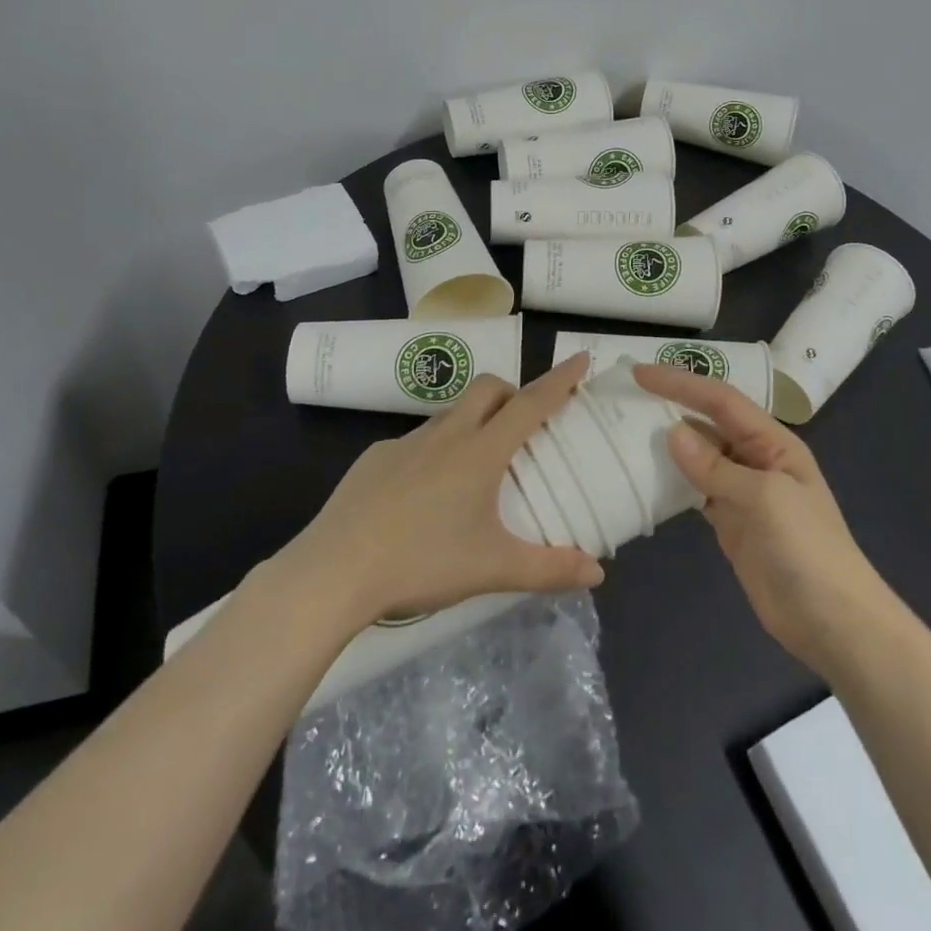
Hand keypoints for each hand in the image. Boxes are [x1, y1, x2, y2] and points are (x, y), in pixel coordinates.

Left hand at [284, 355, 604, 630]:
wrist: (334, 571)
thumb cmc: (422, 562)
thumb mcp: (493, 569)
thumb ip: (548, 569)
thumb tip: (597, 573)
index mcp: (480, 452)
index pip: (530, 403)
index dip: (560, 379)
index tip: (581, 357)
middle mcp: (446, 434)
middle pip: (488, 388)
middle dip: (513, 392)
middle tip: (524, 427)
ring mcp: (405, 442)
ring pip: (451, 413)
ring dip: (474, 422)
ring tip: (476, 468)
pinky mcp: (374, 457)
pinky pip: (416, 441)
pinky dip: (435, 451)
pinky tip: (424, 495)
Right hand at [632, 363, 891, 677]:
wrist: (832, 622)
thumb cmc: (806, 549)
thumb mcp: (763, 499)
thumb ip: (715, 467)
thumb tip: (671, 432)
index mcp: (772, 442)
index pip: (720, 400)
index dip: (681, 382)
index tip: (640, 372)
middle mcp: (755, 458)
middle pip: (707, 422)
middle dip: (671, 405)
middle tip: (625, 396)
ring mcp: (742, 491)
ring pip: (698, 455)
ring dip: (667, 443)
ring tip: (624, 430)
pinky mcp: (730, 521)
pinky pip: (695, 489)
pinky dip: (672, 480)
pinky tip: (645, 477)